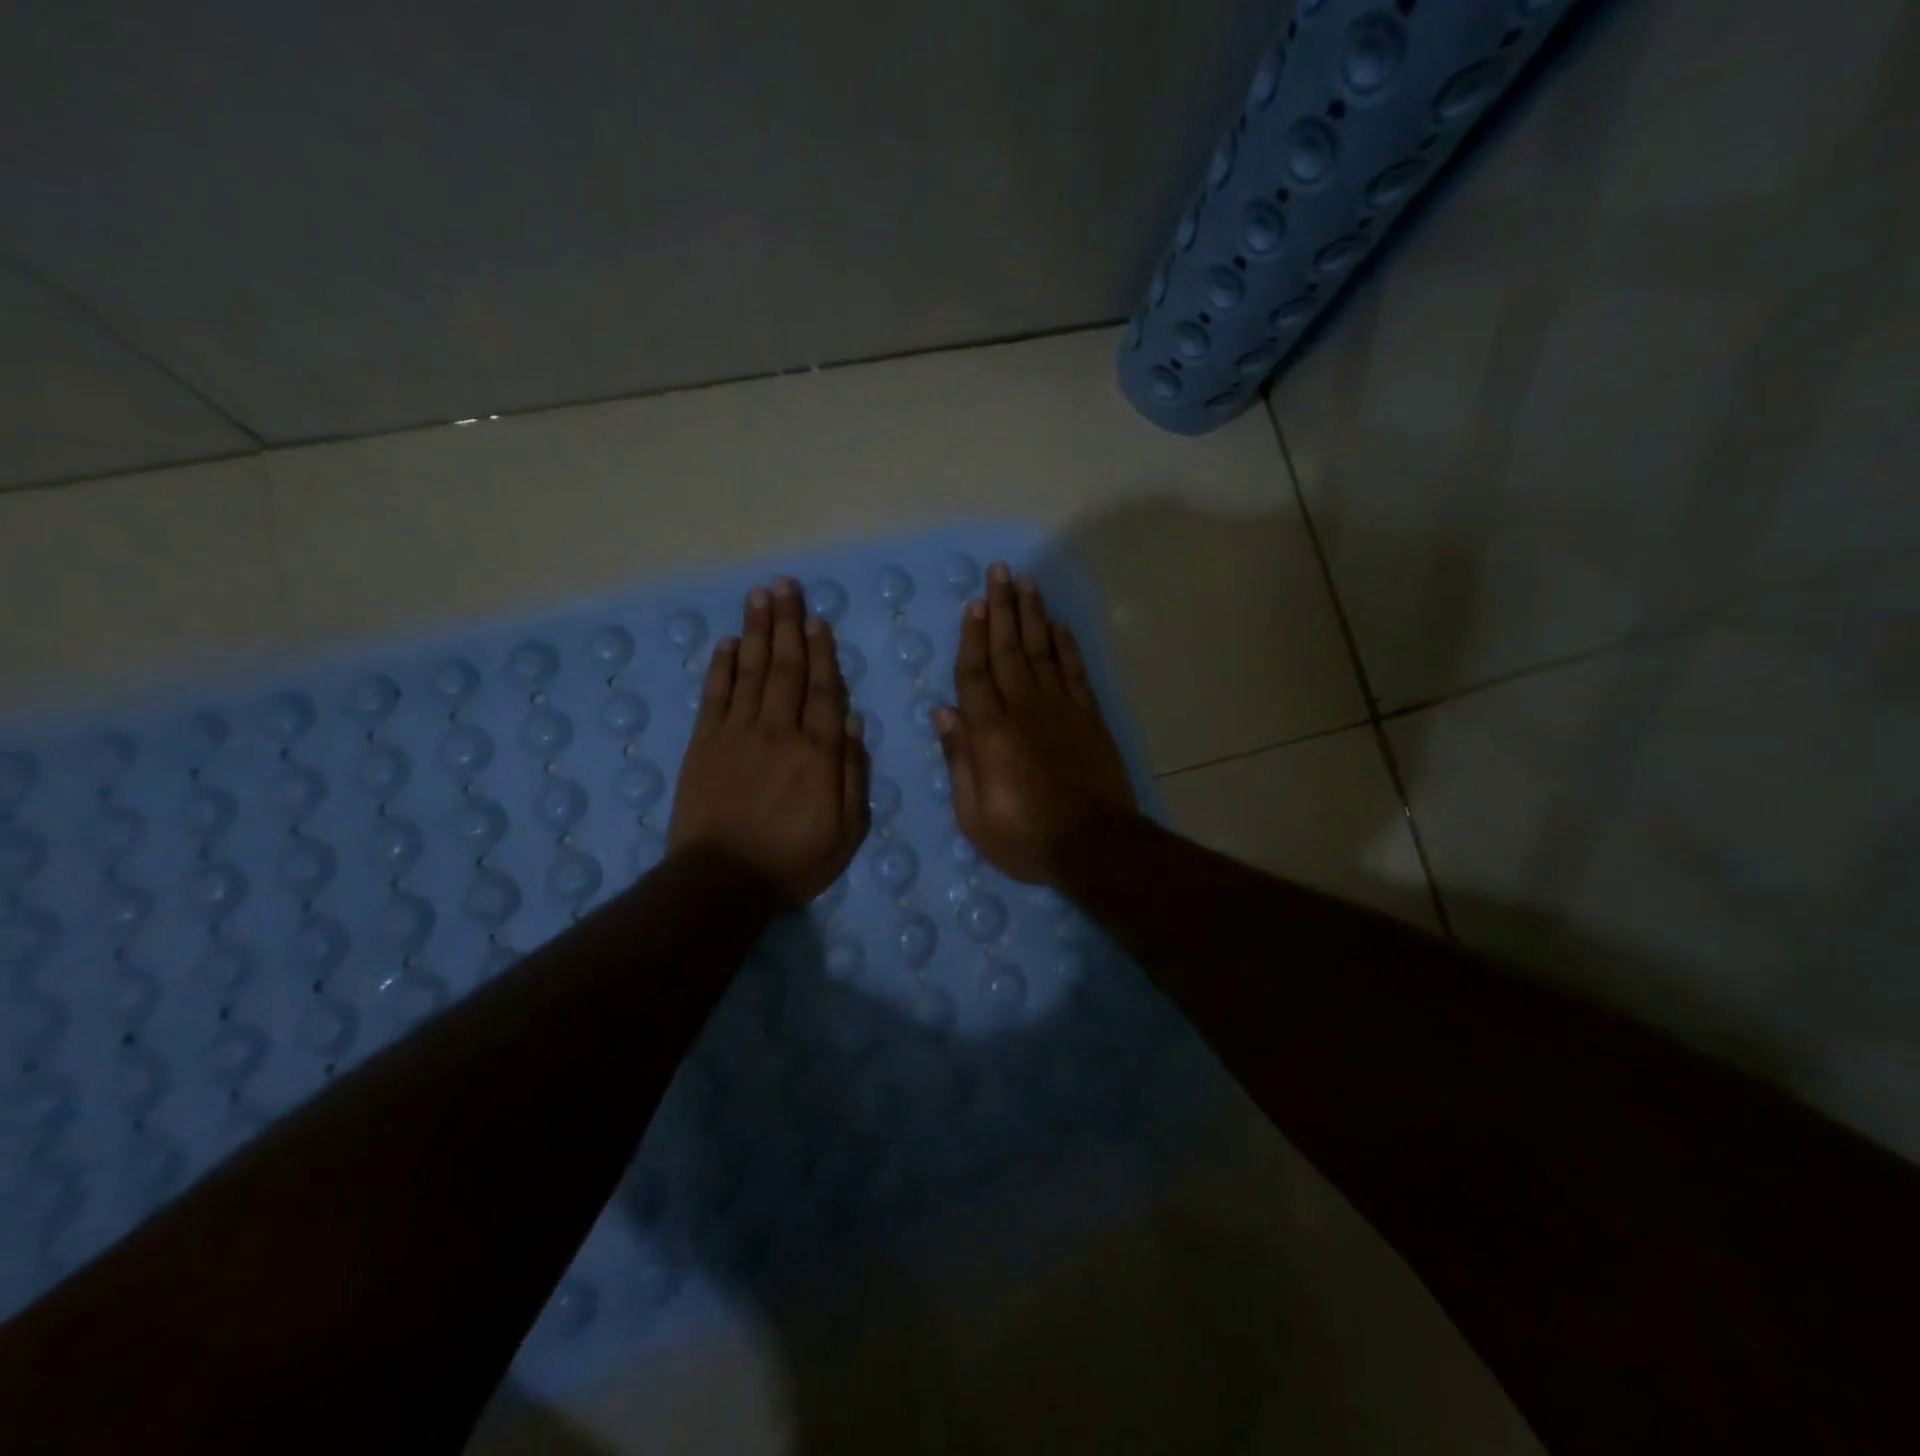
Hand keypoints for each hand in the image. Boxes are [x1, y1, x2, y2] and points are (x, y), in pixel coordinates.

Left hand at [668, 578, 868, 905]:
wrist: (723, 882)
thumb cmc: (794, 860)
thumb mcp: (847, 828)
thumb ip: (852, 771)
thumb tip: (853, 719)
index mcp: (817, 752)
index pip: (824, 690)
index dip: (823, 652)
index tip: (819, 620)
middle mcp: (778, 731)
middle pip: (786, 669)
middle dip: (788, 624)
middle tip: (786, 586)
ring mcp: (737, 734)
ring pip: (751, 672)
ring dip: (757, 632)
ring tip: (760, 596)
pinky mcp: (703, 745)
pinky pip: (715, 696)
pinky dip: (722, 667)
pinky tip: (728, 643)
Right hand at [934, 563, 1136, 884]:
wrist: (1095, 846)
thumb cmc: (1026, 837)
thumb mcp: (974, 814)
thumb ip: (958, 759)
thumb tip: (942, 712)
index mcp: (990, 733)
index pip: (974, 674)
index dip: (971, 638)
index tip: (973, 605)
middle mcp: (1023, 710)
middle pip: (1008, 650)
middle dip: (1002, 609)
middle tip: (998, 572)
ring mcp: (1060, 709)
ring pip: (1042, 651)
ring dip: (1032, 615)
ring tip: (1025, 582)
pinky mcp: (1088, 717)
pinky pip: (1074, 671)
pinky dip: (1066, 646)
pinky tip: (1058, 625)